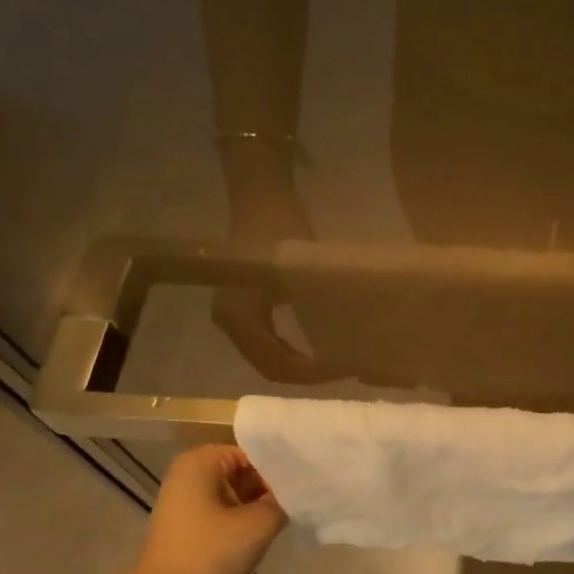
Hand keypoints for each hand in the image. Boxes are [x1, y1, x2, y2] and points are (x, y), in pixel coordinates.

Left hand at [93, 445, 287, 573]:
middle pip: (244, 472)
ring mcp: (185, 500)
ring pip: (236, 494)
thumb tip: (297, 492)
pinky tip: (264, 534)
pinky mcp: (186, 524)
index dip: (282, 470)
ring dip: (258, 507)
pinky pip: (223, 512)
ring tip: (287, 518)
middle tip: (300, 504)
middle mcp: (189, 472)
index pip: (256, 454)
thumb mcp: (259, 524)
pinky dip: (242, 521)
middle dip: (270, 489)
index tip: (304, 488)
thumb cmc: (210, 553)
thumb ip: (283, 501)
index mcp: (202, 460)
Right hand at [212, 150, 347, 383]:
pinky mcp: (241, 311)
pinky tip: (319, 348)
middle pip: (270, 366)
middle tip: (343, 367)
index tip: (342, 368)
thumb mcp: (303, 273)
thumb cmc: (284, 230)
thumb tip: (342, 350)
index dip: (309, 373)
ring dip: (300, 363)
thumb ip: (318, 313)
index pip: (274, 363)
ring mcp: (232, 318)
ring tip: (335, 360)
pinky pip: (267, 343)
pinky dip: (291, 349)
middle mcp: (229, 322)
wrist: (262, 201)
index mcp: (239, 315)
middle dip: (305, 372)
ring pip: (269, 357)